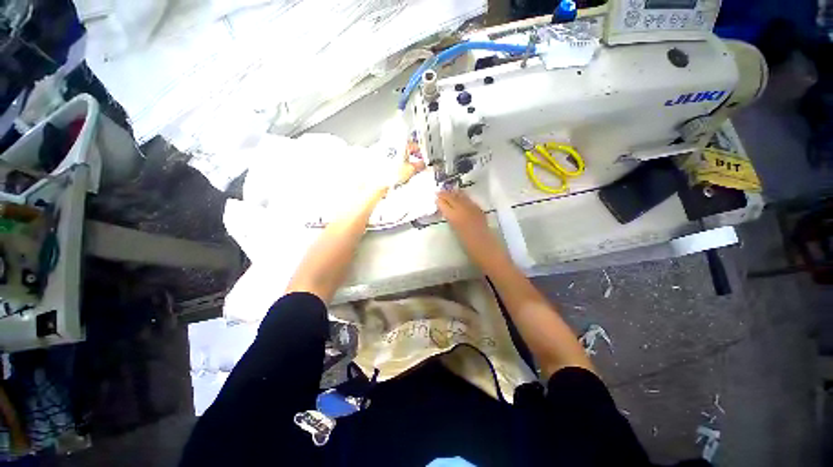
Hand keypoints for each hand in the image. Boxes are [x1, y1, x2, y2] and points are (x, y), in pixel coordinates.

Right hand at [436, 190, 509, 268]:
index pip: (445, 204)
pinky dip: (463, 197)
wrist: (486, 249)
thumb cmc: (468, 246)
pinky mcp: (479, 210)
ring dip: (454, 193)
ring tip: (449, 191)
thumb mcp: (455, 232)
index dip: (440, 200)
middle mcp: (463, 210)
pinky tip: (461, 196)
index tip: (435, 196)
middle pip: (453, 198)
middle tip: (439, 191)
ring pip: (461, 197)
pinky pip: (469, 200)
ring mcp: (472, 209)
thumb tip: (447, 212)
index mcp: (455, 217)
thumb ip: (451, 220)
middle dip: (445, 194)